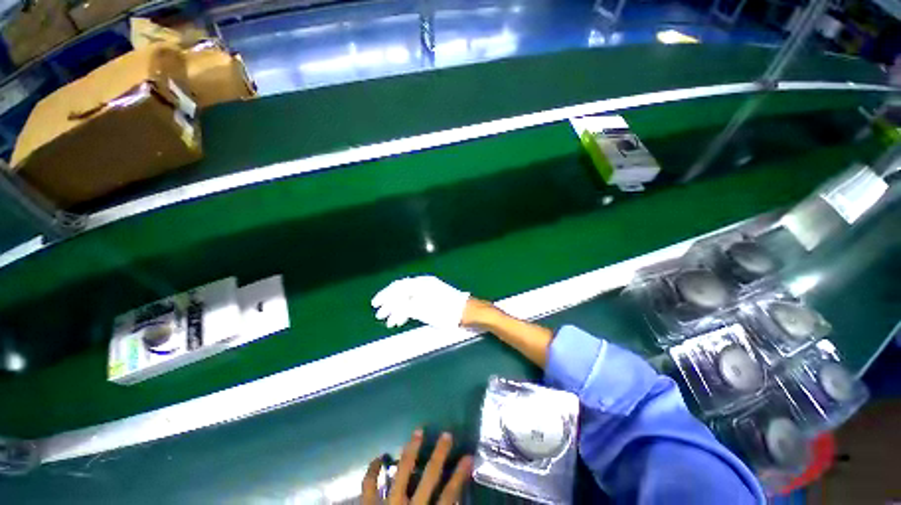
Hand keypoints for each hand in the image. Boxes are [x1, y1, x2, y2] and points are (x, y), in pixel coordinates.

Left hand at [361, 430, 472, 504]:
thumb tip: (458, 502)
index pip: (450, 496)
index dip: (460, 475)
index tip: (468, 457)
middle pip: (429, 476)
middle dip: (439, 454)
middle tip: (447, 435)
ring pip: (402, 471)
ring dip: (411, 451)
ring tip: (418, 432)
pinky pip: (369, 485)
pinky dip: (373, 470)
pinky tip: (379, 457)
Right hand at [372, 276, 469, 328]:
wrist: (465, 312)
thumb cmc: (444, 311)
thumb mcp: (422, 310)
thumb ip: (405, 307)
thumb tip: (392, 307)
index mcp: (420, 284)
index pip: (397, 287)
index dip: (385, 296)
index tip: (375, 305)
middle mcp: (423, 285)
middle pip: (401, 292)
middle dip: (389, 304)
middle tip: (380, 315)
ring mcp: (428, 291)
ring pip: (407, 299)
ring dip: (397, 310)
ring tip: (390, 322)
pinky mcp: (432, 299)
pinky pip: (415, 302)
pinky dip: (407, 311)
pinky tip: (401, 320)